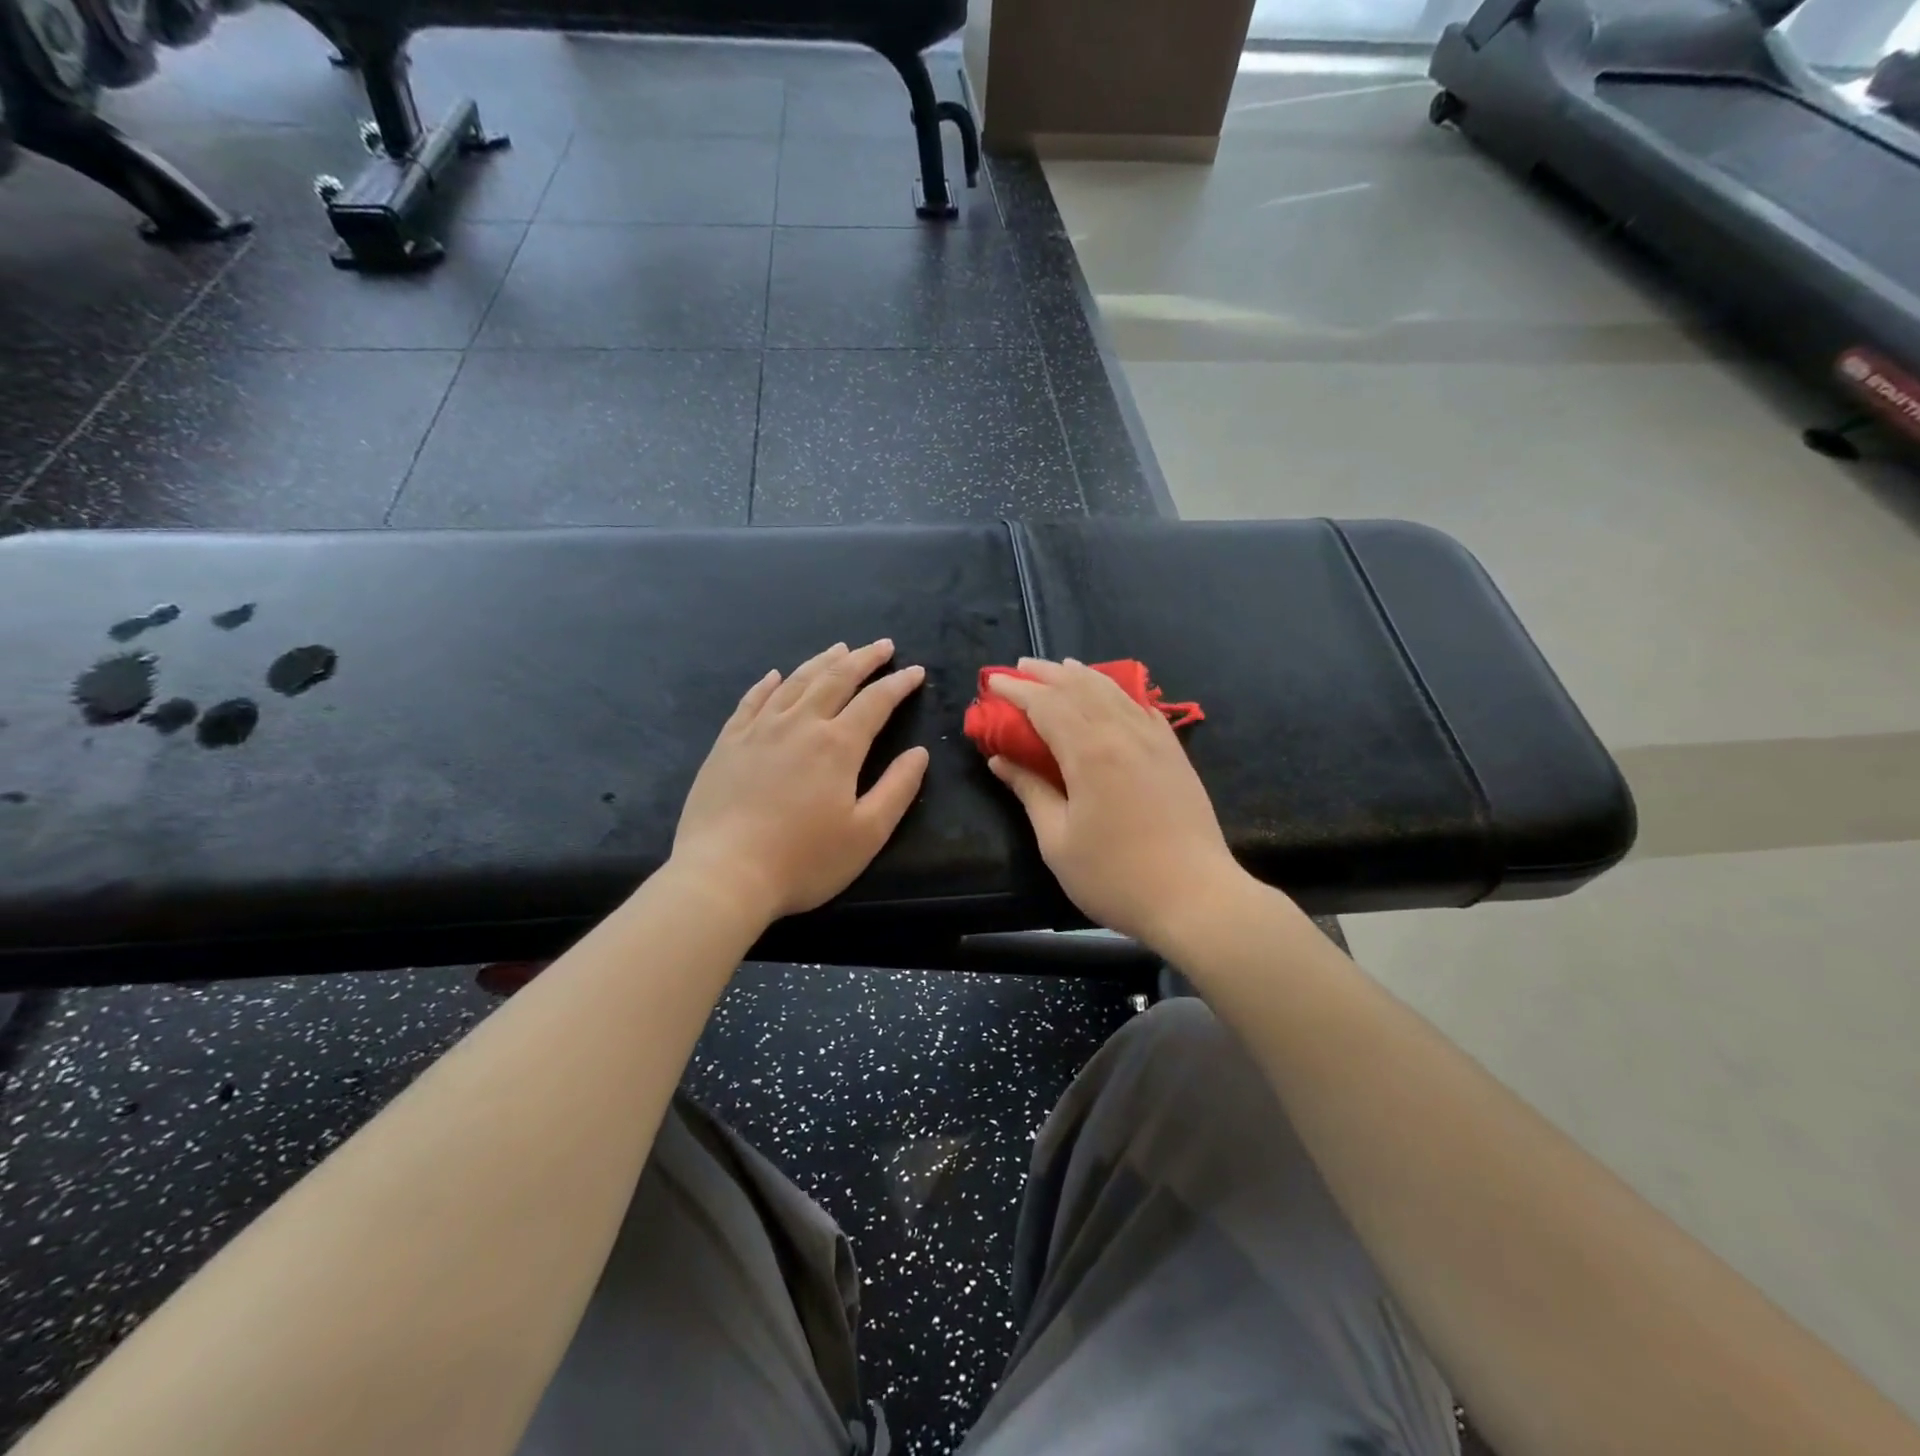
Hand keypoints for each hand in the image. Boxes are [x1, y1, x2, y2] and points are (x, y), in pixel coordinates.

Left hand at [672, 640, 929, 923]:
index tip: (915, 671)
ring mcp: (759, 730)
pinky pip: (751, 700)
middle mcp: (800, 724)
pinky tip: (774, 676)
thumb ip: (898, 788)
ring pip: (795, 681)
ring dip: (822, 662)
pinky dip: (767, 683)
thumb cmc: (803, 860)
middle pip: (836, 679)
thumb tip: (919, 753)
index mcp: (838, 745)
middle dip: (864, 659)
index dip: (899, 684)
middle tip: (882, 646)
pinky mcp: (728, 743)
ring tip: (840, 648)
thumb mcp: (867, 833)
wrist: (723, 874)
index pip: (876, 701)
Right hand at [987, 658, 1247, 949]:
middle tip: (1019, 668)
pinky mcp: (1175, 754)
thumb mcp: (1058, 841)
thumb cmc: (1115, 877)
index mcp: (1089, 753)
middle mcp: (1123, 733)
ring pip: (1113, 692)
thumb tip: (1001, 760)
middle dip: (1047, 674)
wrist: (1196, 897)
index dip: (1017, 691)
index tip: (993, 682)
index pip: (1046, 705)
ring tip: (1061, 667)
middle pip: (1079, 688)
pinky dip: (1119, 693)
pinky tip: (1112, 694)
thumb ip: (1030, 792)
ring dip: (1082, 675)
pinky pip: (1142, 708)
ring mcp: (1154, 740)